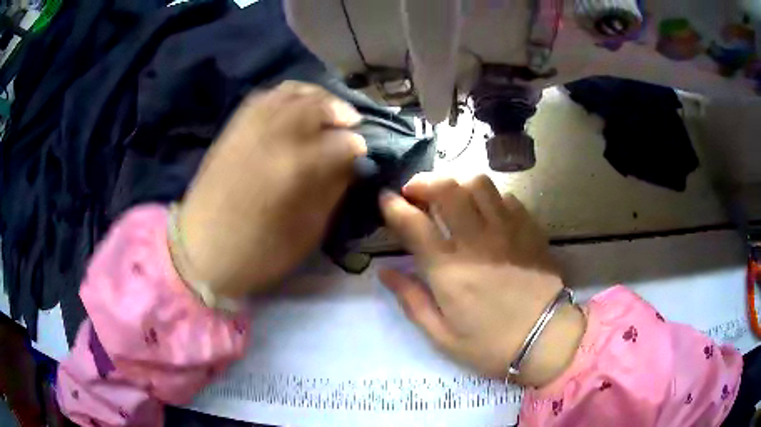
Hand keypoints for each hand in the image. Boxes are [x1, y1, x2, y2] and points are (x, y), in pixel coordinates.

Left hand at [178, 81, 365, 298]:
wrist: (200, 251)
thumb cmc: (257, 253)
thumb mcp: (306, 233)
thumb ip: (332, 192)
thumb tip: (350, 165)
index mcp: (294, 168)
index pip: (340, 142)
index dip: (357, 145)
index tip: (363, 151)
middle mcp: (273, 137)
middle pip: (316, 105)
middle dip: (340, 110)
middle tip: (350, 123)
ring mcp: (249, 128)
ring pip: (290, 93)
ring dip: (315, 96)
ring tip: (326, 108)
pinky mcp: (232, 129)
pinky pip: (263, 98)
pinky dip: (285, 95)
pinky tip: (293, 105)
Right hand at [379, 173, 584, 386]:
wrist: (546, 340)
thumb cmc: (491, 344)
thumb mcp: (442, 335)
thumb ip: (411, 300)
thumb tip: (386, 271)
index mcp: (449, 270)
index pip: (413, 222)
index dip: (392, 205)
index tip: (385, 199)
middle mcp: (477, 241)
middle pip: (446, 188)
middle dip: (423, 182)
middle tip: (415, 192)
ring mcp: (507, 231)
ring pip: (478, 183)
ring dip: (457, 182)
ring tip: (450, 196)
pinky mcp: (529, 229)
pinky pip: (506, 197)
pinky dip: (488, 197)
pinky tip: (485, 211)